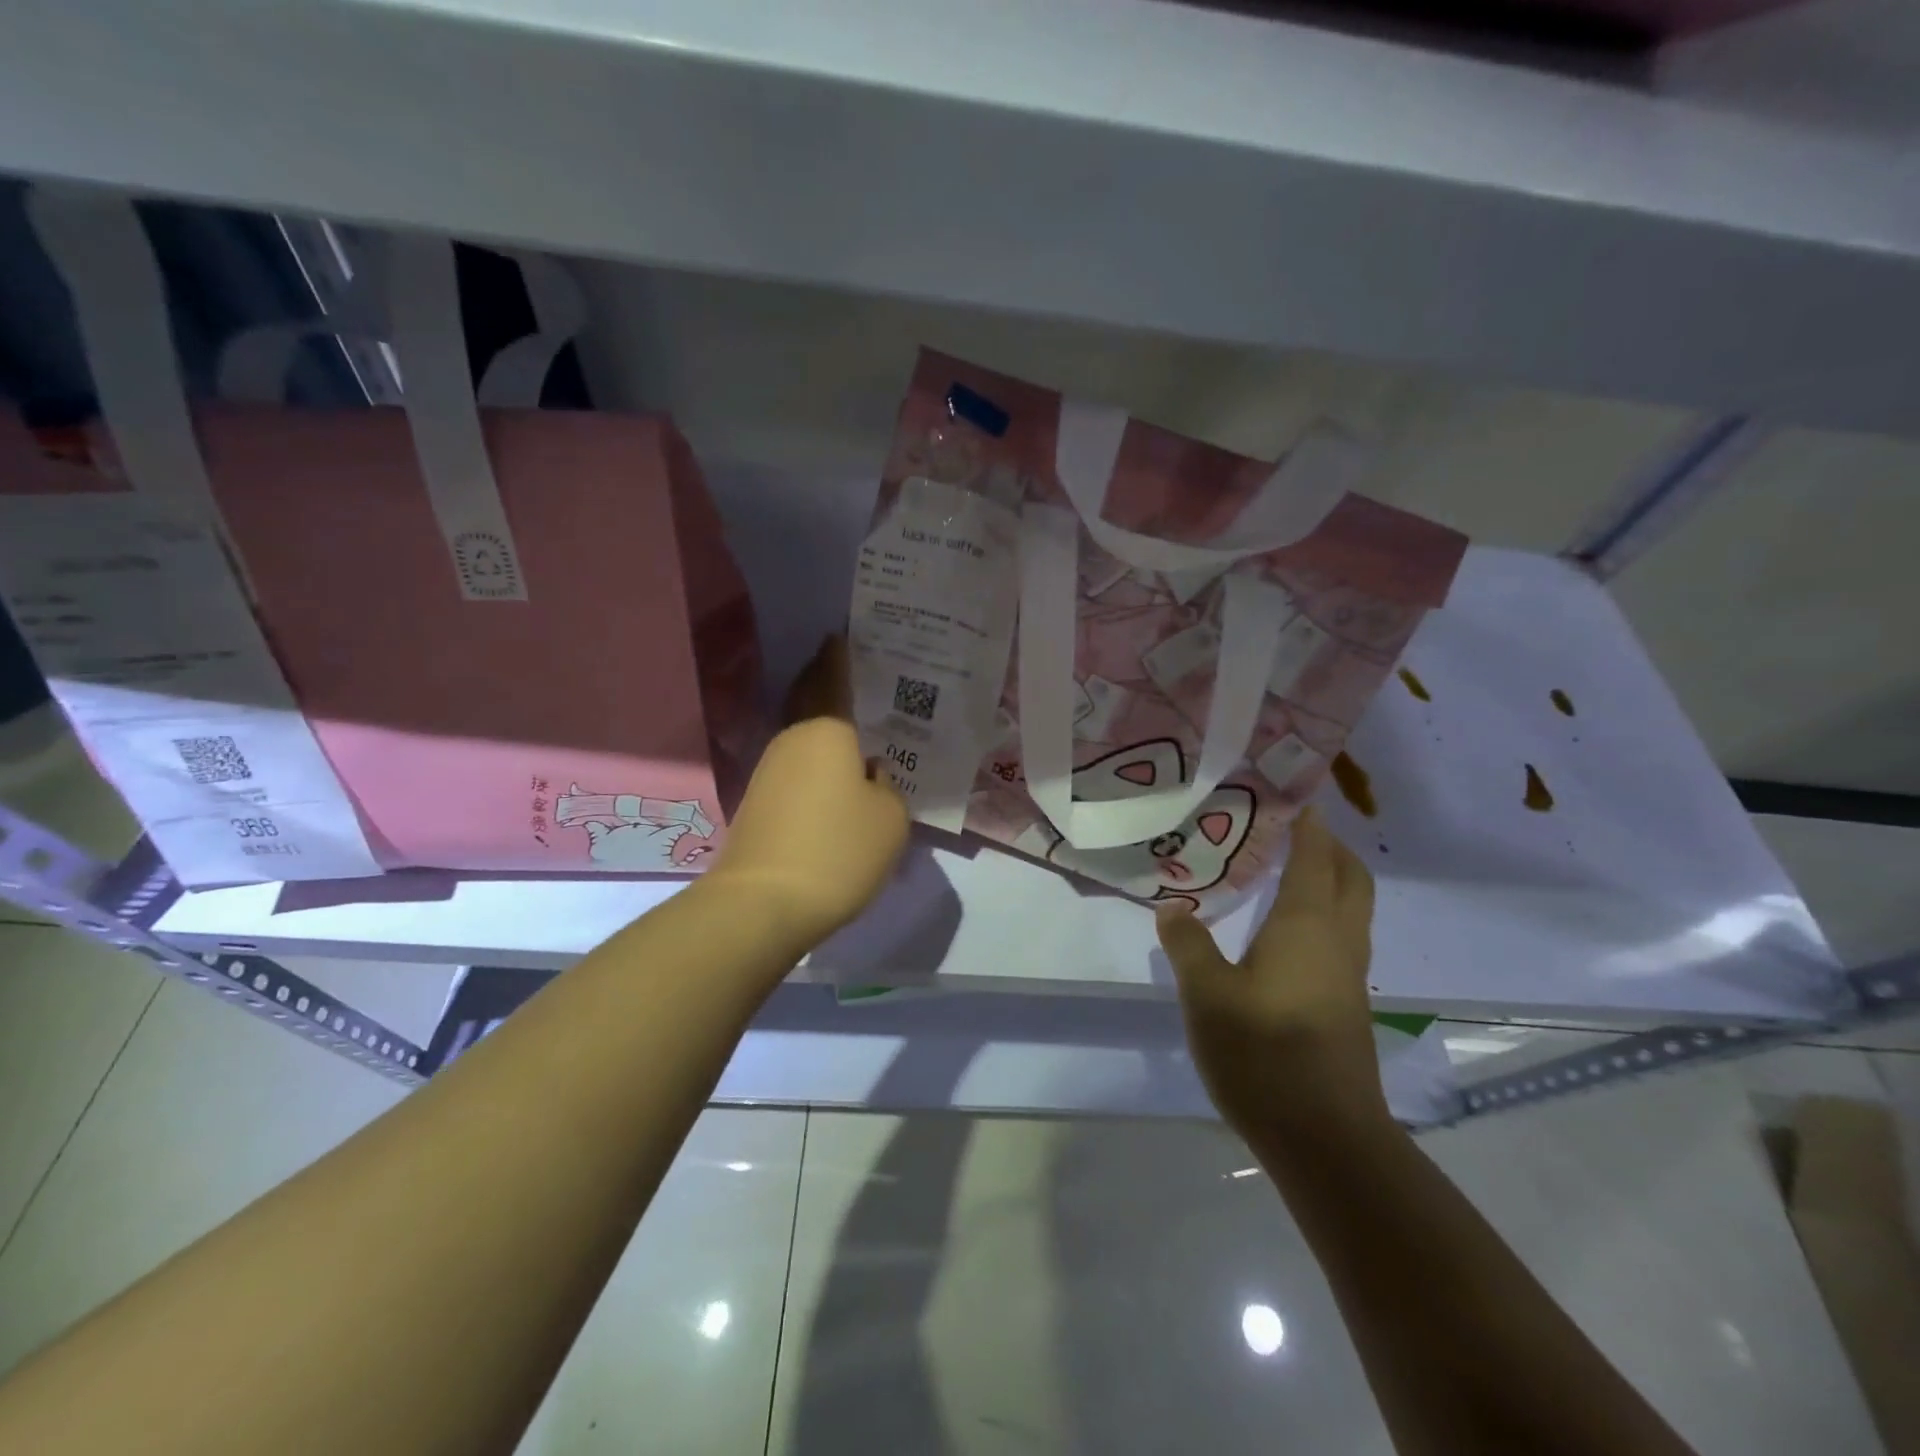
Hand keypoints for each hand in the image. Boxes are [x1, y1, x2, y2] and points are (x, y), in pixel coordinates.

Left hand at [704, 636, 909, 945]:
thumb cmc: (837, 849)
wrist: (763, 905)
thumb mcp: (889, 818)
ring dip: (826, 730)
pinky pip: (798, 769)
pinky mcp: (761, 804)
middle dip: (826, 684)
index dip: (840, 657)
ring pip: (805, 739)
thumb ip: (886, 787)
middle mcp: (792, 742)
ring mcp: (770, 773)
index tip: (842, 635)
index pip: (833, 680)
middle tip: (853, 675)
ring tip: (858, 731)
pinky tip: (838, 778)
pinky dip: (818, 763)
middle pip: (810, 702)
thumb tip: (868, 776)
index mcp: (826, 731)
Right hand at [1155, 807, 1386, 1138]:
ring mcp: (1348, 976)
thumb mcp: (1206, 994)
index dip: (1308, 823)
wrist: (1325, 1138)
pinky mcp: (1346, 1006)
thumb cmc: (1263, 1052)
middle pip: (1350, 878)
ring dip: (1331, 879)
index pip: (1315, 856)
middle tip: (1293, 828)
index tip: (1293, 794)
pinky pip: (1342, 937)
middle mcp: (1338, 941)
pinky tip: (1286, 931)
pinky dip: (1324, 913)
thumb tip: (1173, 907)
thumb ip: (1187, 944)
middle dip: (1331, 847)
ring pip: (1352, 910)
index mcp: (1307, 925)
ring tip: (1288, 868)